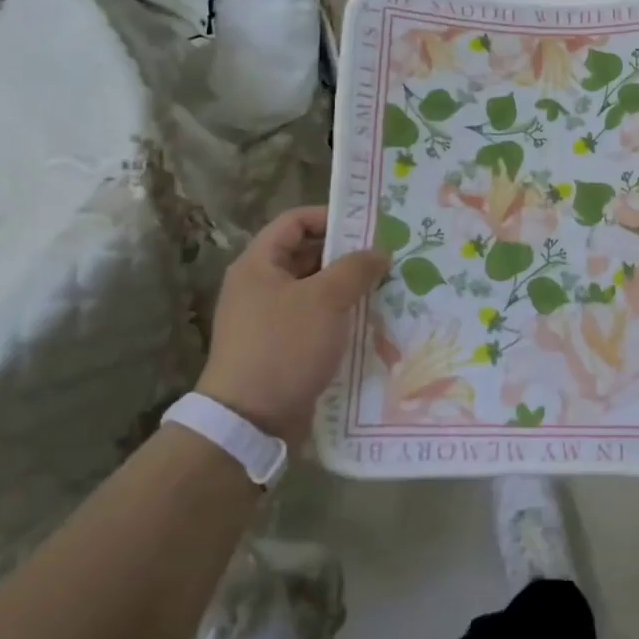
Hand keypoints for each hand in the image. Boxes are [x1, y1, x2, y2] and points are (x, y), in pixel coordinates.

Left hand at [195, 206, 387, 443]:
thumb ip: (355, 268)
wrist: (250, 421)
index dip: (331, 217)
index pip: (295, 221)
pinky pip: (317, 320)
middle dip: (348, 255)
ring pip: (317, 290)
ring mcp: (271, 319)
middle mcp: (261, 286)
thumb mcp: (325, 299)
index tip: (369, 227)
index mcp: (259, 264)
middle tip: (388, 257)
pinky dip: (342, 316)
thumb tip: (379, 251)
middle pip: (308, 255)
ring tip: (389, 288)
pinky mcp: (284, 347)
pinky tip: (372, 321)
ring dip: (349, 288)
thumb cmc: (284, 347)